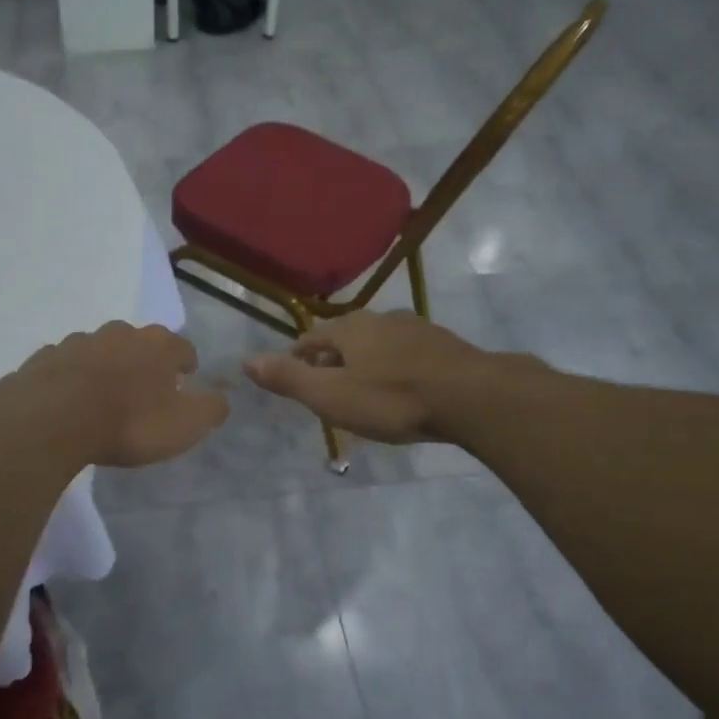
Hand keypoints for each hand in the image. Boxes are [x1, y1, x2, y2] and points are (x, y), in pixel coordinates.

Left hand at [0, 322, 229, 467]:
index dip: (186, 365)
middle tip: (144, 389)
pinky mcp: (45, 357)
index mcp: (158, 345)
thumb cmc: (129, 423)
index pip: (183, 347)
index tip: (184, 382)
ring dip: (106, 366)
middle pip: (139, 342)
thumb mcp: (185, 425)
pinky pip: (66, 365)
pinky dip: (72, 377)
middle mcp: (119, 333)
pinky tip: (69, 399)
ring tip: (104, 395)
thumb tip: (221, 398)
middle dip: (145, 361)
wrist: (53, 421)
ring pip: (100, 349)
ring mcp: (78, 341)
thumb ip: (210, 409)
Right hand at [242, 310, 501, 443]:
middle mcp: (381, 319)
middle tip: (327, 389)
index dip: (298, 358)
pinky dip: (395, 368)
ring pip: (378, 344)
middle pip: (345, 338)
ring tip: (363, 391)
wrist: (472, 397)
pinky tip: (402, 390)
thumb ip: (289, 379)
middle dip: (332, 361)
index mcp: (349, 329)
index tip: (294, 377)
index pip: (310, 338)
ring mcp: (417, 328)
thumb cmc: (393, 399)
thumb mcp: (331, 396)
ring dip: (365, 364)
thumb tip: (247, 361)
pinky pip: (407, 354)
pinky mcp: (445, 345)